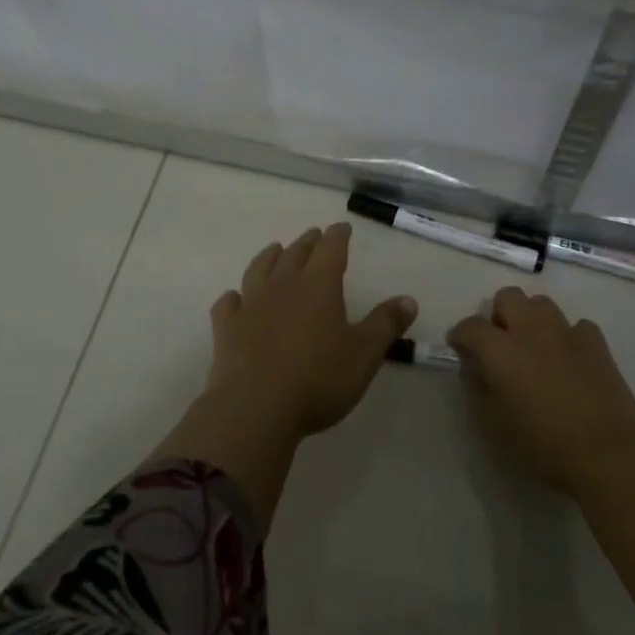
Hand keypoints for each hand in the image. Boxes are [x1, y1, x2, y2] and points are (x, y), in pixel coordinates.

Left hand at [206, 223, 416, 438]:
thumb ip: (386, 324)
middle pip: (295, 254)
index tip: (342, 227)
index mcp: (318, 286)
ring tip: (275, 250)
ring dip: (269, 257)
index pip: (331, 249)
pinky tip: (235, 298)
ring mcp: (250, 305)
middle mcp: (283, 286)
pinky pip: (228, 304)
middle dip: (308, 242)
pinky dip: (234, 297)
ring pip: (259, 269)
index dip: (338, 236)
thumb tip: (408, 299)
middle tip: (314, 235)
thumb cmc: (318, 378)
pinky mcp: (226, 328)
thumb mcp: (364, 354)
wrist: (255, 407)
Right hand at [448, 286, 634, 497]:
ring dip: (532, 318)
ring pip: (542, 303)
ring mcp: (566, 332)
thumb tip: (475, 368)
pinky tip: (569, 358)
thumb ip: (478, 389)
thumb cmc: (543, 445)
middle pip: (508, 297)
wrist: (606, 452)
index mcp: (499, 350)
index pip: (470, 326)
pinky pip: (576, 325)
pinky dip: (567, 336)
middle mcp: (530, 330)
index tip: (461, 350)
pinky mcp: (596, 342)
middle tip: (501, 344)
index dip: (461, 336)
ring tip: (534, 347)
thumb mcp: (494, 426)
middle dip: (499, 315)